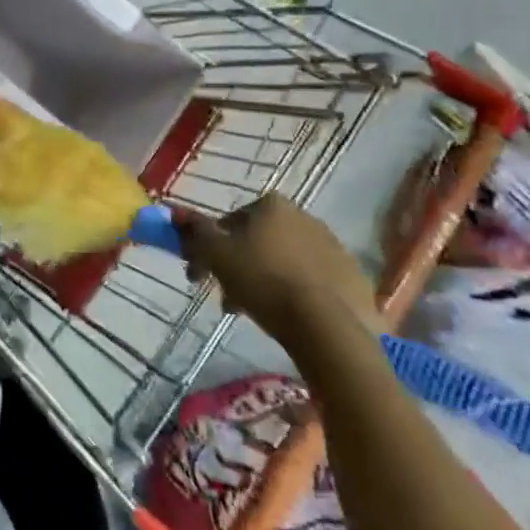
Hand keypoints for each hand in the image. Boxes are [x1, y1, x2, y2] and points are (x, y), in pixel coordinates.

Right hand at [172, 195, 377, 327]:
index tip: (202, 277)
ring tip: (254, 313)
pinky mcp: (352, 275)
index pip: (230, 223)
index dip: (210, 249)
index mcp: (271, 205)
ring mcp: (332, 245)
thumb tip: (176, 213)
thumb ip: (195, 231)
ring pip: (283, 261)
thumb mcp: (217, 254)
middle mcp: (304, 216)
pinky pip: (312, 280)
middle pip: (257, 242)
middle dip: (237, 269)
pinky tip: (288, 317)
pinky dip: (295, 293)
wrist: (327, 325)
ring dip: (263, 281)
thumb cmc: (263, 281)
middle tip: (227, 302)